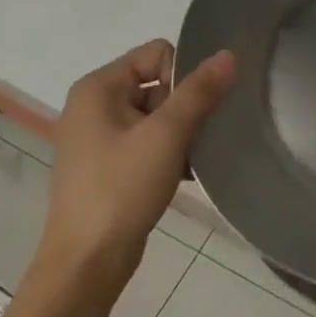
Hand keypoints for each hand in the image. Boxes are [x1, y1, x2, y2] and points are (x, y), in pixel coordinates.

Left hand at [35, 41, 234, 300]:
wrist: (87, 262)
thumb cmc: (122, 189)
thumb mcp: (167, 134)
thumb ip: (199, 91)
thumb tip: (228, 54)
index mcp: (98, 88)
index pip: (158, 54)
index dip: (183, 75)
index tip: (191, 110)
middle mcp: (94, 105)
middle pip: (159, 83)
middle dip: (185, 107)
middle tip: (194, 137)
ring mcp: (100, 137)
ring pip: (159, 114)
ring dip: (182, 132)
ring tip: (192, 158)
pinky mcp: (110, 165)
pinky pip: (150, 141)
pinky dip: (170, 152)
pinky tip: (184, 174)